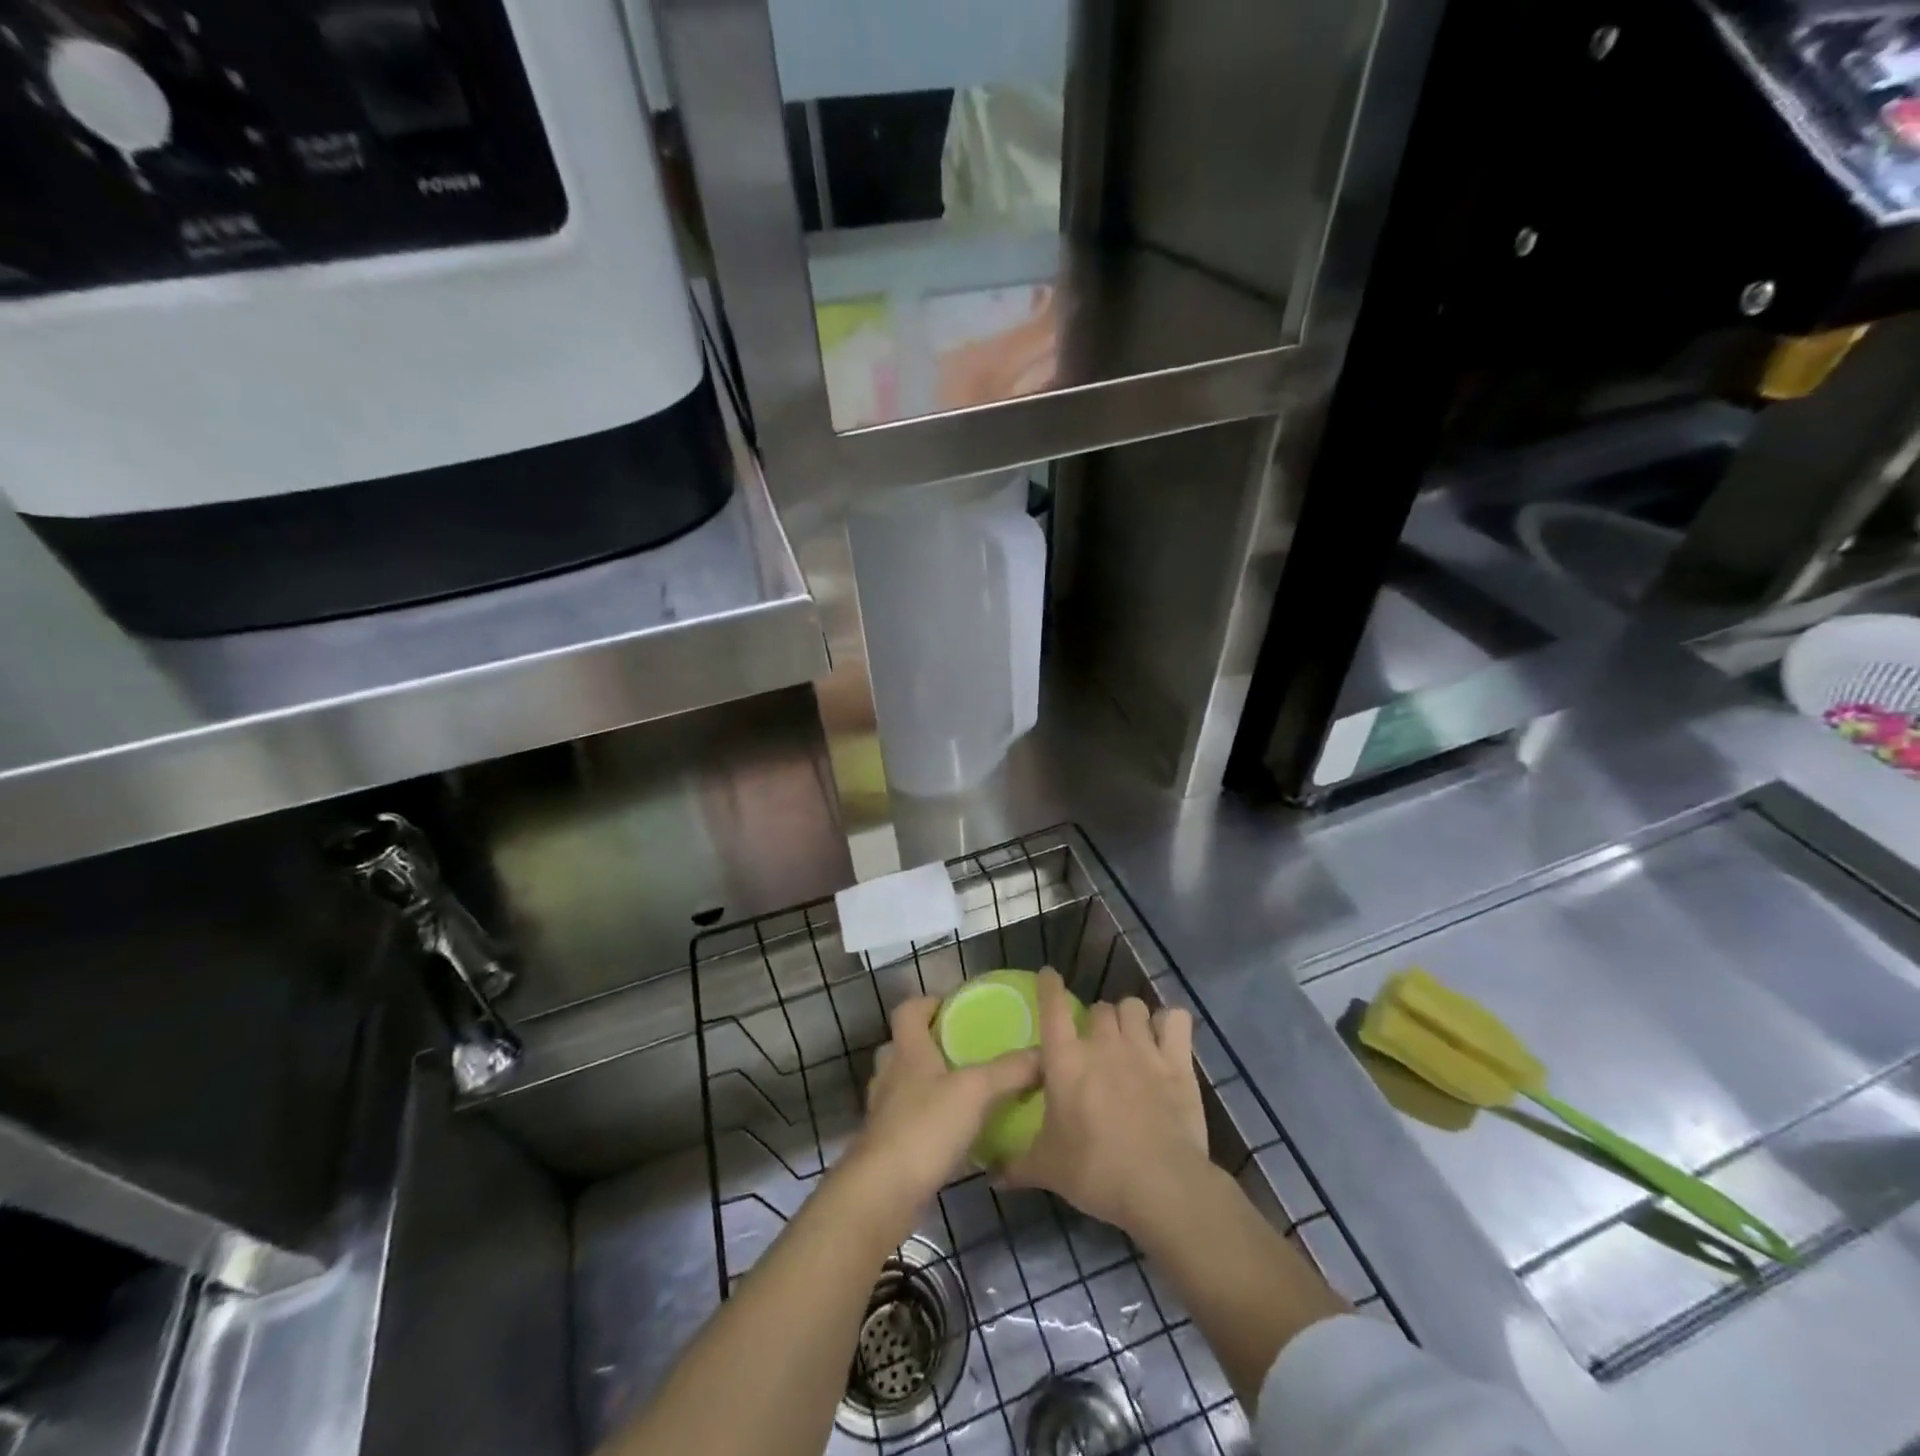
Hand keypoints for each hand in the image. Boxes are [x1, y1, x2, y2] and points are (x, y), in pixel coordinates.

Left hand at [846, 997, 1039, 1220]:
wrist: (883, 1193)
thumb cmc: (925, 1127)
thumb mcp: (975, 1092)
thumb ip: (1009, 1070)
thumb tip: (1044, 1053)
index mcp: (908, 1052)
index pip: (907, 1011)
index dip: (926, 1003)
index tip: (952, 1007)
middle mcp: (891, 1076)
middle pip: (902, 1047)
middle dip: (927, 1045)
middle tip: (960, 1050)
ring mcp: (884, 1113)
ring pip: (903, 1086)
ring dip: (926, 1085)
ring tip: (961, 1092)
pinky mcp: (887, 1146)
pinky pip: (908, 1121)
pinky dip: (928, 1121)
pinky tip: (954, 1134)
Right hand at [1004, 970, 1210, 1234]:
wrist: (1160, 1186)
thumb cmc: (1095, 1171)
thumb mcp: (1047, 1169)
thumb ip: (1017, 1164)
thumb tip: (991, 1175)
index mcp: (1066, 1060)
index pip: (1053, 1006)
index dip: (1049, 986)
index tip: (1048, 976)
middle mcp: (1103, 1043)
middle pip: (1098, 1008)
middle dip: (1095, 1020)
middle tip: (1094, 1043)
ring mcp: (1143, 1048)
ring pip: (1133, 1007)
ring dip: (1128, 1018)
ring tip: (1128, 1038)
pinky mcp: (1177, 1062)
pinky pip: (1176, 1020)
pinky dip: (1170, 1023)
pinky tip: (1167, 1037)